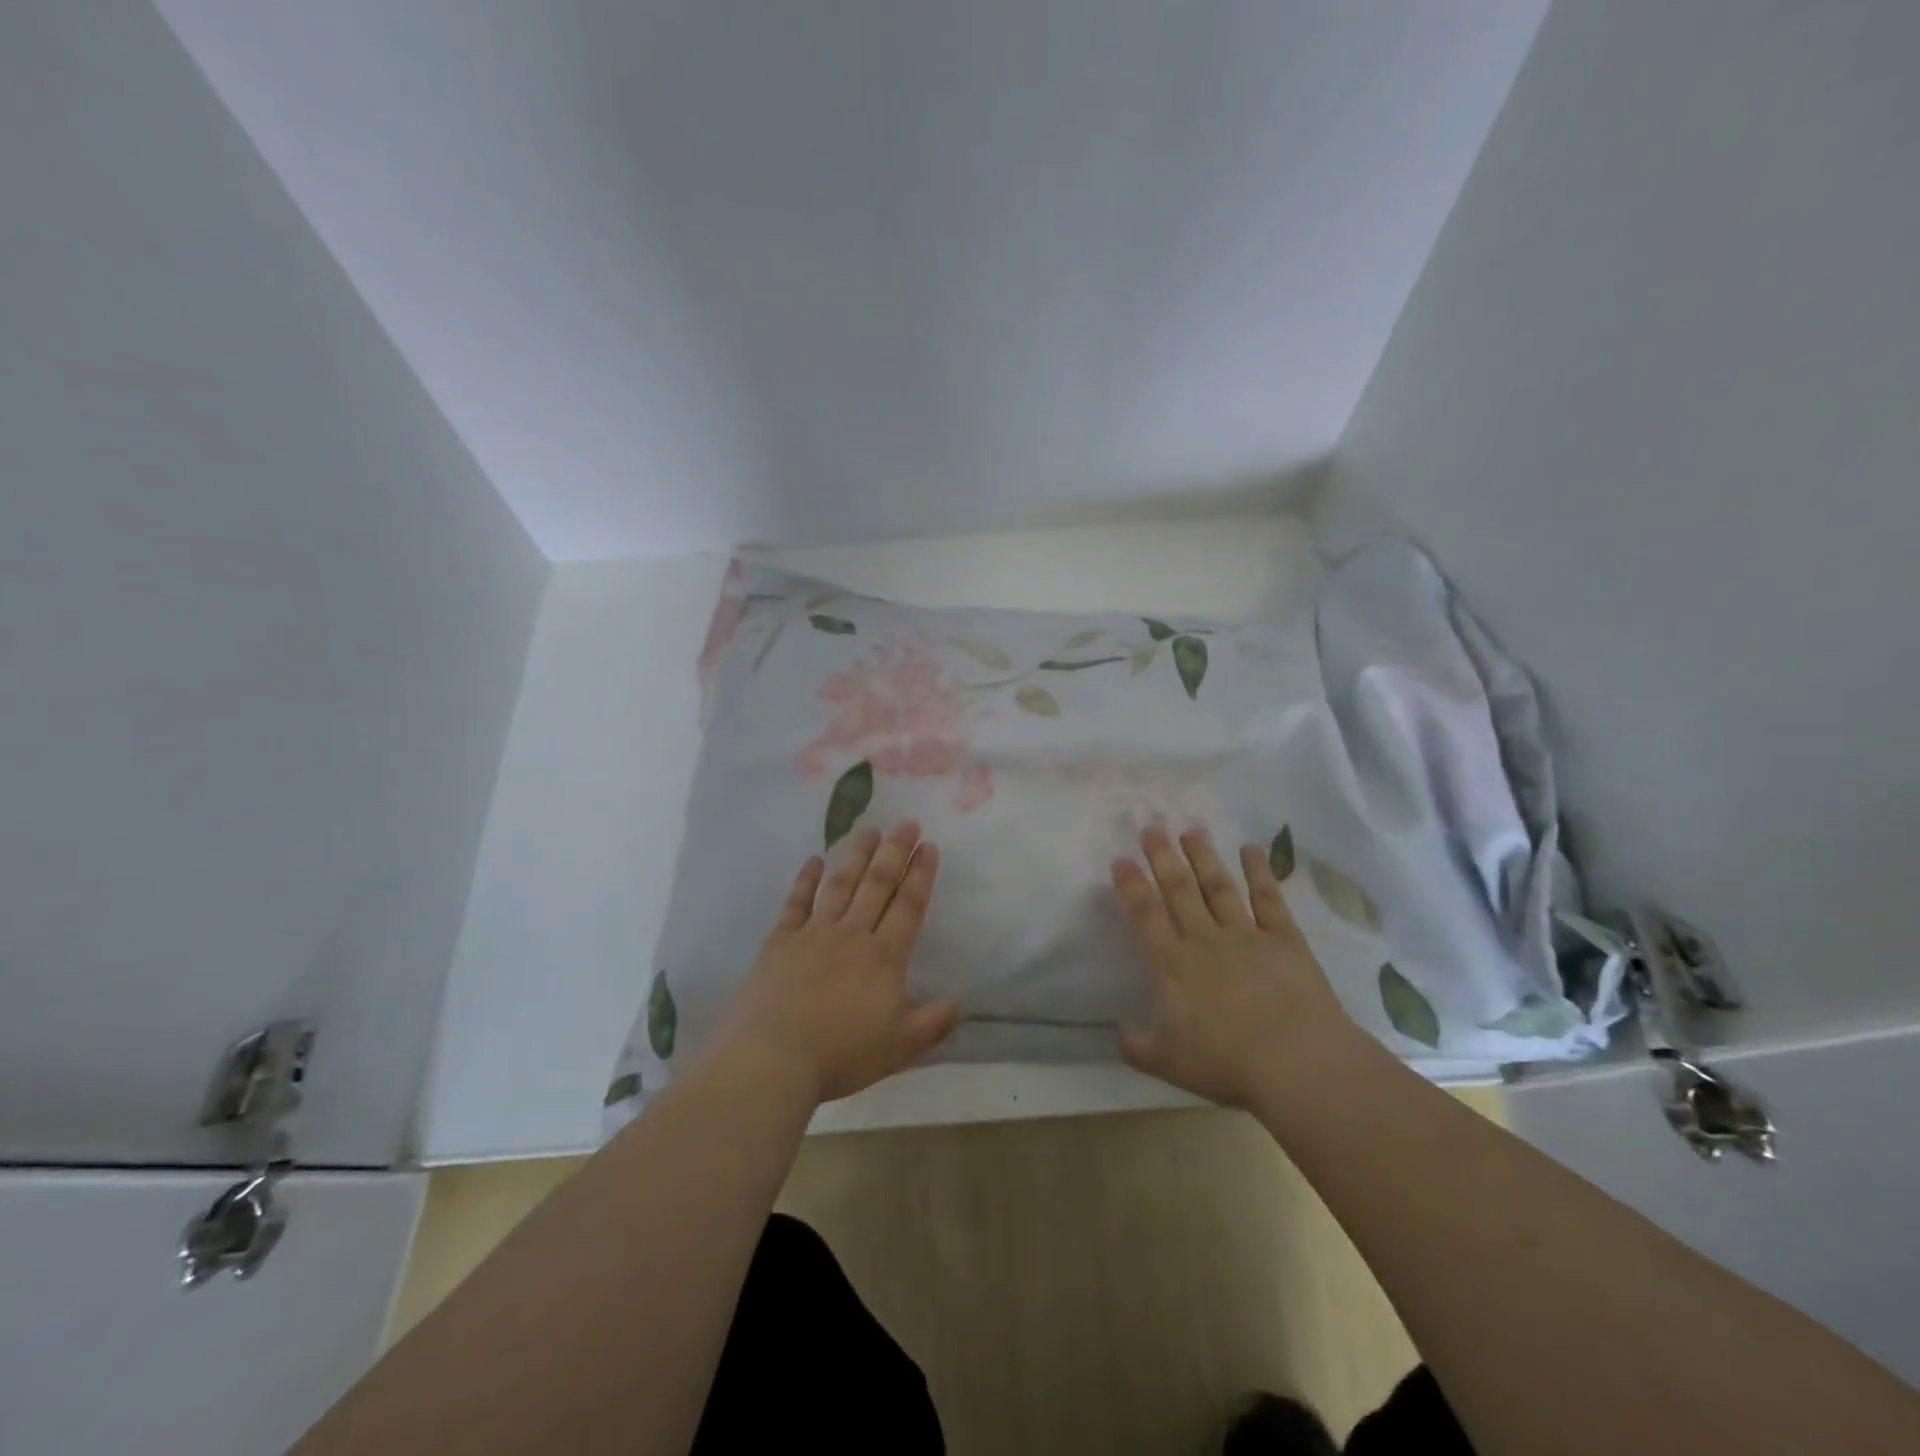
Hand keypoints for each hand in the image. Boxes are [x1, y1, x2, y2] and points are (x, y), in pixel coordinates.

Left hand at [715, 822, 960, 1105]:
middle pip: (877, 884)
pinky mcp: (780, 941)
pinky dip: (805, 880)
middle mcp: (852, 935)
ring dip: (856, 855)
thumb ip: (931, 1024)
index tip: (929, 846)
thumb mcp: (898, 1048)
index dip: (920, 874)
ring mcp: (813, 934)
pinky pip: (796, 902)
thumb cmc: (840, 1055)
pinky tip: (812, 860)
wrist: (772, 1059)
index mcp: (884, 957)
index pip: (908, 906)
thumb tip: (959, 1004)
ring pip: (840, 884)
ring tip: (869, 830)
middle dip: (895, 852)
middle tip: (906, 823)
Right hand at [1111, 827, 1358, 1108]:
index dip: (1131, 885)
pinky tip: (1251, 849)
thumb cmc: (1227, 1063)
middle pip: (1179, 890)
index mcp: (1173, 964)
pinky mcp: (1284, 940)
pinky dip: (1259, 873)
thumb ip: (1138, 1046)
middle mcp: (1205, 940)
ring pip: (1218, 887)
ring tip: (1192, 830)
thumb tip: (1117, 1032)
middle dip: (1163, 857)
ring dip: (1203, 857)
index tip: (1121, 859)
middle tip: (1152, 827)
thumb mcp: (1169, 1064)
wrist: (1297, 1063)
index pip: (1146, 914)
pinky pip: (1268, 899)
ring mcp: (1246, 935)